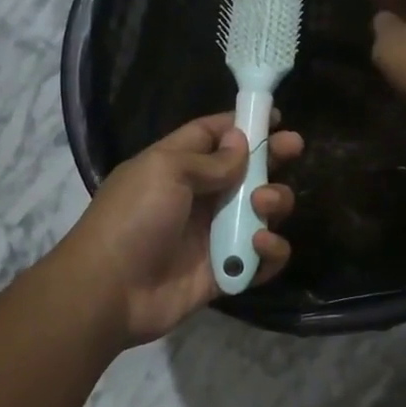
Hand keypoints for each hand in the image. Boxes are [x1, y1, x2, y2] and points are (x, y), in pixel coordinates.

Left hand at [57, 112, 302, 346]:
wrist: (110, 290)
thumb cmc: (133, 218)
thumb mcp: (165, 171)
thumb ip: (210, 159)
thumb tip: (241, 142)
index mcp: (177, 166)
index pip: (212, 135)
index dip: (242, 123)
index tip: (275, 117)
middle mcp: (199, 198)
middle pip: (246, 171)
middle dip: (272, 157)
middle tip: (294, 148)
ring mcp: (214, 236)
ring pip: (262, 212)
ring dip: (274, 202)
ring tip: (262, 205)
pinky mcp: (226, 272)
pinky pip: (262, 259)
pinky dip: (270, 251)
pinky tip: (259, 244)